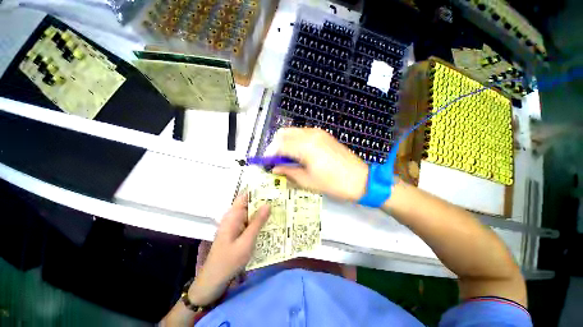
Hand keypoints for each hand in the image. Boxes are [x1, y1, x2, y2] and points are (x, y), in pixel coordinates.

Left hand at [188, 193, 269, 305]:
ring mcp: (236, 225)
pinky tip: (271, 222)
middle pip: (250, 204)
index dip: (258, 190)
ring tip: (280, 208)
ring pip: (252, 213)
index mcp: (233, 215)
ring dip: (263, 212)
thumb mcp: (246, 241)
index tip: (272, 188)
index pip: (245, 196)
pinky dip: (260, 221)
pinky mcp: (238, 232)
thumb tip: (268, 204)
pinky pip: (251, 222)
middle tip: (282, 199)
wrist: (214, 280)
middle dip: (264, 201)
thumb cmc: (229, 260)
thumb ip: (257, 222)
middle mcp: (234, 217)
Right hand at [269, 128, 368, 201]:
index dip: (269, 154)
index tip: (265, 163)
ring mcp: (318, 133)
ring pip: (293, 132)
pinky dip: (295, 141)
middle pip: (283, 133)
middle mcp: (310, 134)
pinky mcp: (323, 135)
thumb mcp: (307, 181)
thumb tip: (274, 168)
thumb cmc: (333, 183)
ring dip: (285, 143)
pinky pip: (303, 133)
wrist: (360, 179)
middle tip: (275, 161)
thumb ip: (288, 172)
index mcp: (305, 146)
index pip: (279, 145)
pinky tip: (298, 153)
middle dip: (275, 146)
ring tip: (286, 158)